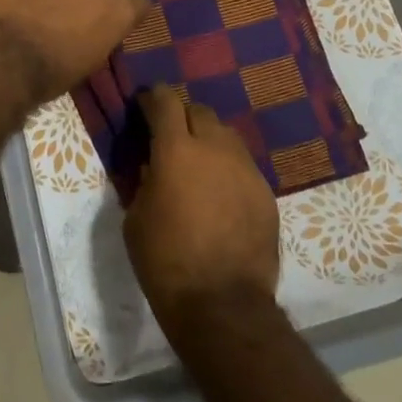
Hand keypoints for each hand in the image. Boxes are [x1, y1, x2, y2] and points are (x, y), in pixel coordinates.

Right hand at [124, 86, 279, 337]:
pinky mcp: (265, 192)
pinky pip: (242, 166)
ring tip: (198, 164)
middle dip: (182, 117)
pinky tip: (220, 194)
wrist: (222, 304)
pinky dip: (227, 169)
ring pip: (225, 135)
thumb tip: (153, 166)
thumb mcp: (136, 218)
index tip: (144, 104)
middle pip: (199, 111)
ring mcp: (245, 168)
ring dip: (208, 140)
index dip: (152, 97)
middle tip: (170, 138)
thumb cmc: (165, 261)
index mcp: (176, 149)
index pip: (165, 101)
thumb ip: (144, 181)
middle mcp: (215, 148)